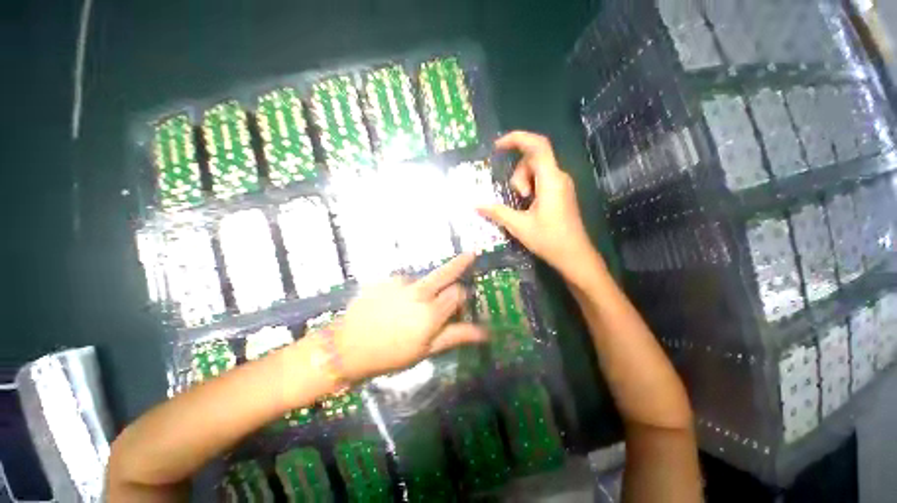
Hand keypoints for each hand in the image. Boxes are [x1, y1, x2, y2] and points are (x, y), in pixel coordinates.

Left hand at [334, 253, 486, 381]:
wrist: (348, 347)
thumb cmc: (390, 356)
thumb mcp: (425, 351)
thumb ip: (455, 336)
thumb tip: (485, 332)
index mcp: (431, 313)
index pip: (458, 294)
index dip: (461, 299)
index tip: (460, 306)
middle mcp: (417, 292)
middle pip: (444, 272)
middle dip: (459, 263)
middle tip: (470, 255)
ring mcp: (397, 284)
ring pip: (420, 281)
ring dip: (423, 289)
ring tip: (408, 311)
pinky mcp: (380, 282)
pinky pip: (399, 283)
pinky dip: (403, 291)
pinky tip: (391, 307)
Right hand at [478, 131, 597, 277]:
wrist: (576, 257)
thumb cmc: (550, 241)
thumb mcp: (520, 227)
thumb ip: (497, 211)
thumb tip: (475, 204)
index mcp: (551, 179)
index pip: (537, 145)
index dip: (516, 138)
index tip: (497, 147)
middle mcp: (559, 176)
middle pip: (533, 157)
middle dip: (518, 172)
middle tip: (517, 195)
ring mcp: (562, 184)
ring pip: (537, 168)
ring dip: (524, 181)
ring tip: (523, 203)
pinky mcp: (562, 192)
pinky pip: (543, 178)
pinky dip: (531, 185)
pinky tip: (529, 204)